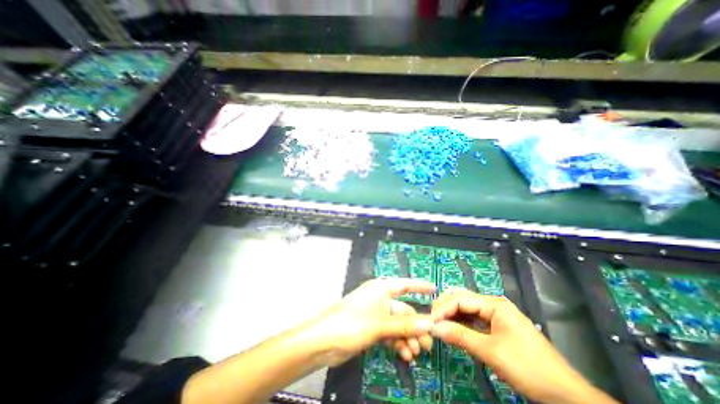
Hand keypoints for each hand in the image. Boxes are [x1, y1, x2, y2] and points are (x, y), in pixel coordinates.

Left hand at [308, 278, 431, 365]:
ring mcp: (376, 314)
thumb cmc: (353, 323)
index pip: (405, 285)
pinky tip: (405, 354)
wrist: (325, 340)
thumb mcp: (382, 324)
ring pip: (398, 324)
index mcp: (382, 289)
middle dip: (416, 326)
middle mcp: (380, 298)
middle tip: (428, 344)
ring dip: (408, 337)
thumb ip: (406, 324)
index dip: (420, 286)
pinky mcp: (372, 328)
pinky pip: (390, 333)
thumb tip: (430, 323)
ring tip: (416, 353)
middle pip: (403, 310)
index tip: (435, 289)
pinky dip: (398, 342)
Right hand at [430, 290, 614, 402]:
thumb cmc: (529, 368)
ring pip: (465, 308)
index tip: (429, 321)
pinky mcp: (495, 326)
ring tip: (438, 325)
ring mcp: (494, 315)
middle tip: (432, 321)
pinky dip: (460, 323)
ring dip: (451, 315)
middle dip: (444, 307)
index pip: (460, 299)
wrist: (565, 395)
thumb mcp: (491, 352)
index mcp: (494, 304)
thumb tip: (434, 328)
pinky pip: (472, 320)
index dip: (443, 308)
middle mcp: (492, 304)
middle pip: (461, 299)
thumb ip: (460, 336)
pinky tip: (452, 329)